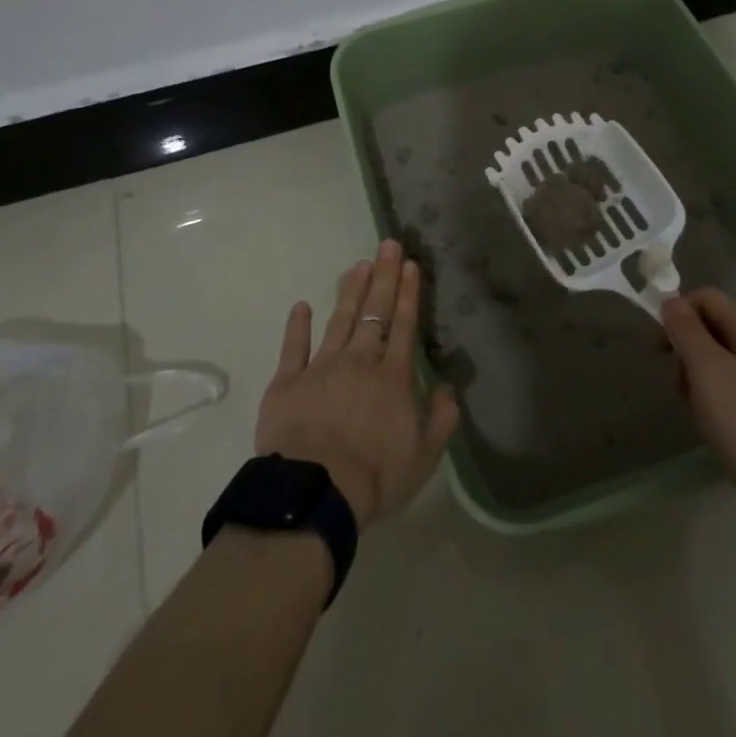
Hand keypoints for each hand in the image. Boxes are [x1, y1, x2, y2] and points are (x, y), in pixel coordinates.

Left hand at [254, 240, 460, 530]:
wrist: (316, 492)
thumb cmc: (375, 476)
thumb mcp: (425, 455)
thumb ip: (441, 418)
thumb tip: (448, 387)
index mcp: (392, 376)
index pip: (403, 325)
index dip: (407, 293)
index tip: (410, 264)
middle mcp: (359, 361)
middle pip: (373, 312)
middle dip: (383, 276)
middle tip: (388, 244)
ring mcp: (320, 368)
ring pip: (339, 320)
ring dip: (350, 291)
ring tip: (358, 265)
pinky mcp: (287, 383)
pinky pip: (293, 348)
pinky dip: (297, 326)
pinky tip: (302, 305)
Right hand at [663, 288, 735, 534]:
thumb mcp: (707, 372)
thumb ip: (686, 330)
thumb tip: (670, 299)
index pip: (706, 298)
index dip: (677, 314)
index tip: (661, 350)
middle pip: (718, 325)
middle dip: (690, 348)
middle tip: (680, 387)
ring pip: (730, 355)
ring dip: (705, 374)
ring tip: (700, 411)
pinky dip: (726, 391)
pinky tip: (724, 423)